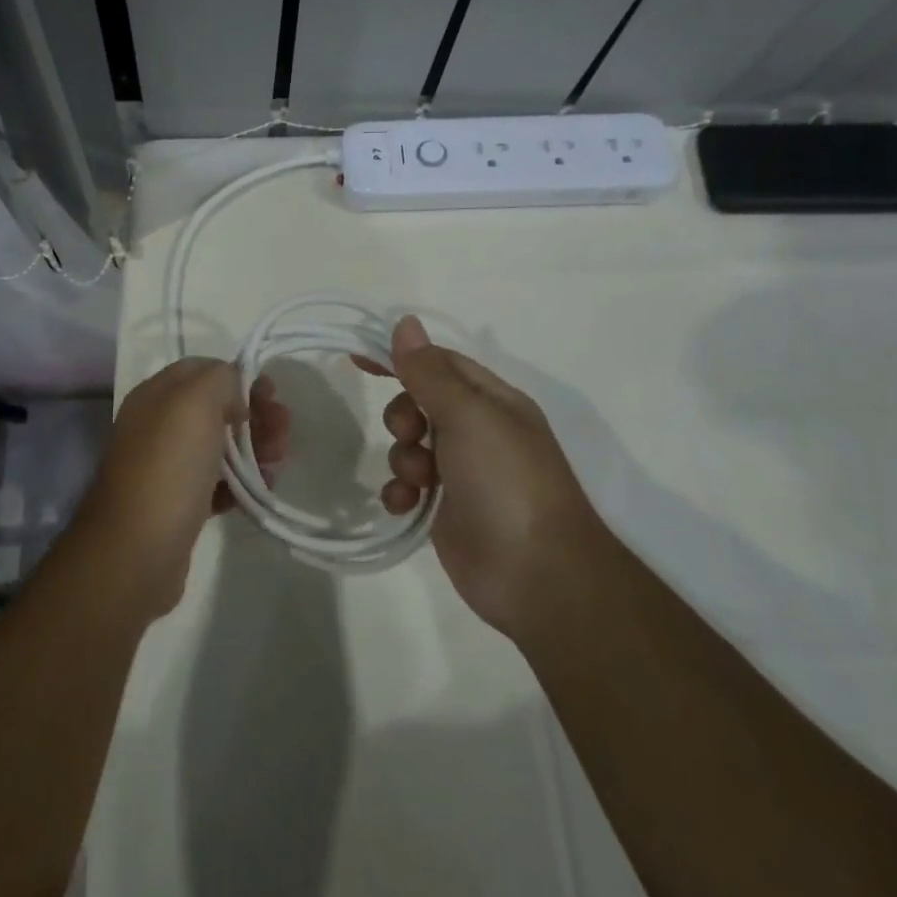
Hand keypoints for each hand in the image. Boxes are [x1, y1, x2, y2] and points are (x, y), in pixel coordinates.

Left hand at [80, 358, 289, 612]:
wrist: (138, 549)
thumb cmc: (169, 465)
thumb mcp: (196, 401)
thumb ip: (220, 379)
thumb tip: (234, 394)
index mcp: (156, 395)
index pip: (204, 371)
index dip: (239, 377)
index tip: (270, 394)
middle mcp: (158, 426)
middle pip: (217, 409)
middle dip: (255, 416)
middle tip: (282, 433)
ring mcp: (168, 467)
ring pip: (221, 447)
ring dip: (255, 449)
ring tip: (277, 463)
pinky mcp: (180, 505)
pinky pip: (219, 484)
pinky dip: (243, 483)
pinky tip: (261, 489)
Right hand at [364, 316, 597, 637]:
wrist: (537, 574)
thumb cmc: (506, 481)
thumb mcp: (468, 415)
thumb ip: (430, 372)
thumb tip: (406, 322)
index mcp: (493, 401)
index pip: (440, 363)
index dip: (402, 357)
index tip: (359, 359)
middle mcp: (480, 431)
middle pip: (421, 403)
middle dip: (404, 416)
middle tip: (410, 433)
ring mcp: (463, 473)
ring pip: (412, 446)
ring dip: (403, 458)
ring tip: (418, 480)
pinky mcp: (447, 510)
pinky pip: (410, 487)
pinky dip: (402, 492)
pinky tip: (405, 505)